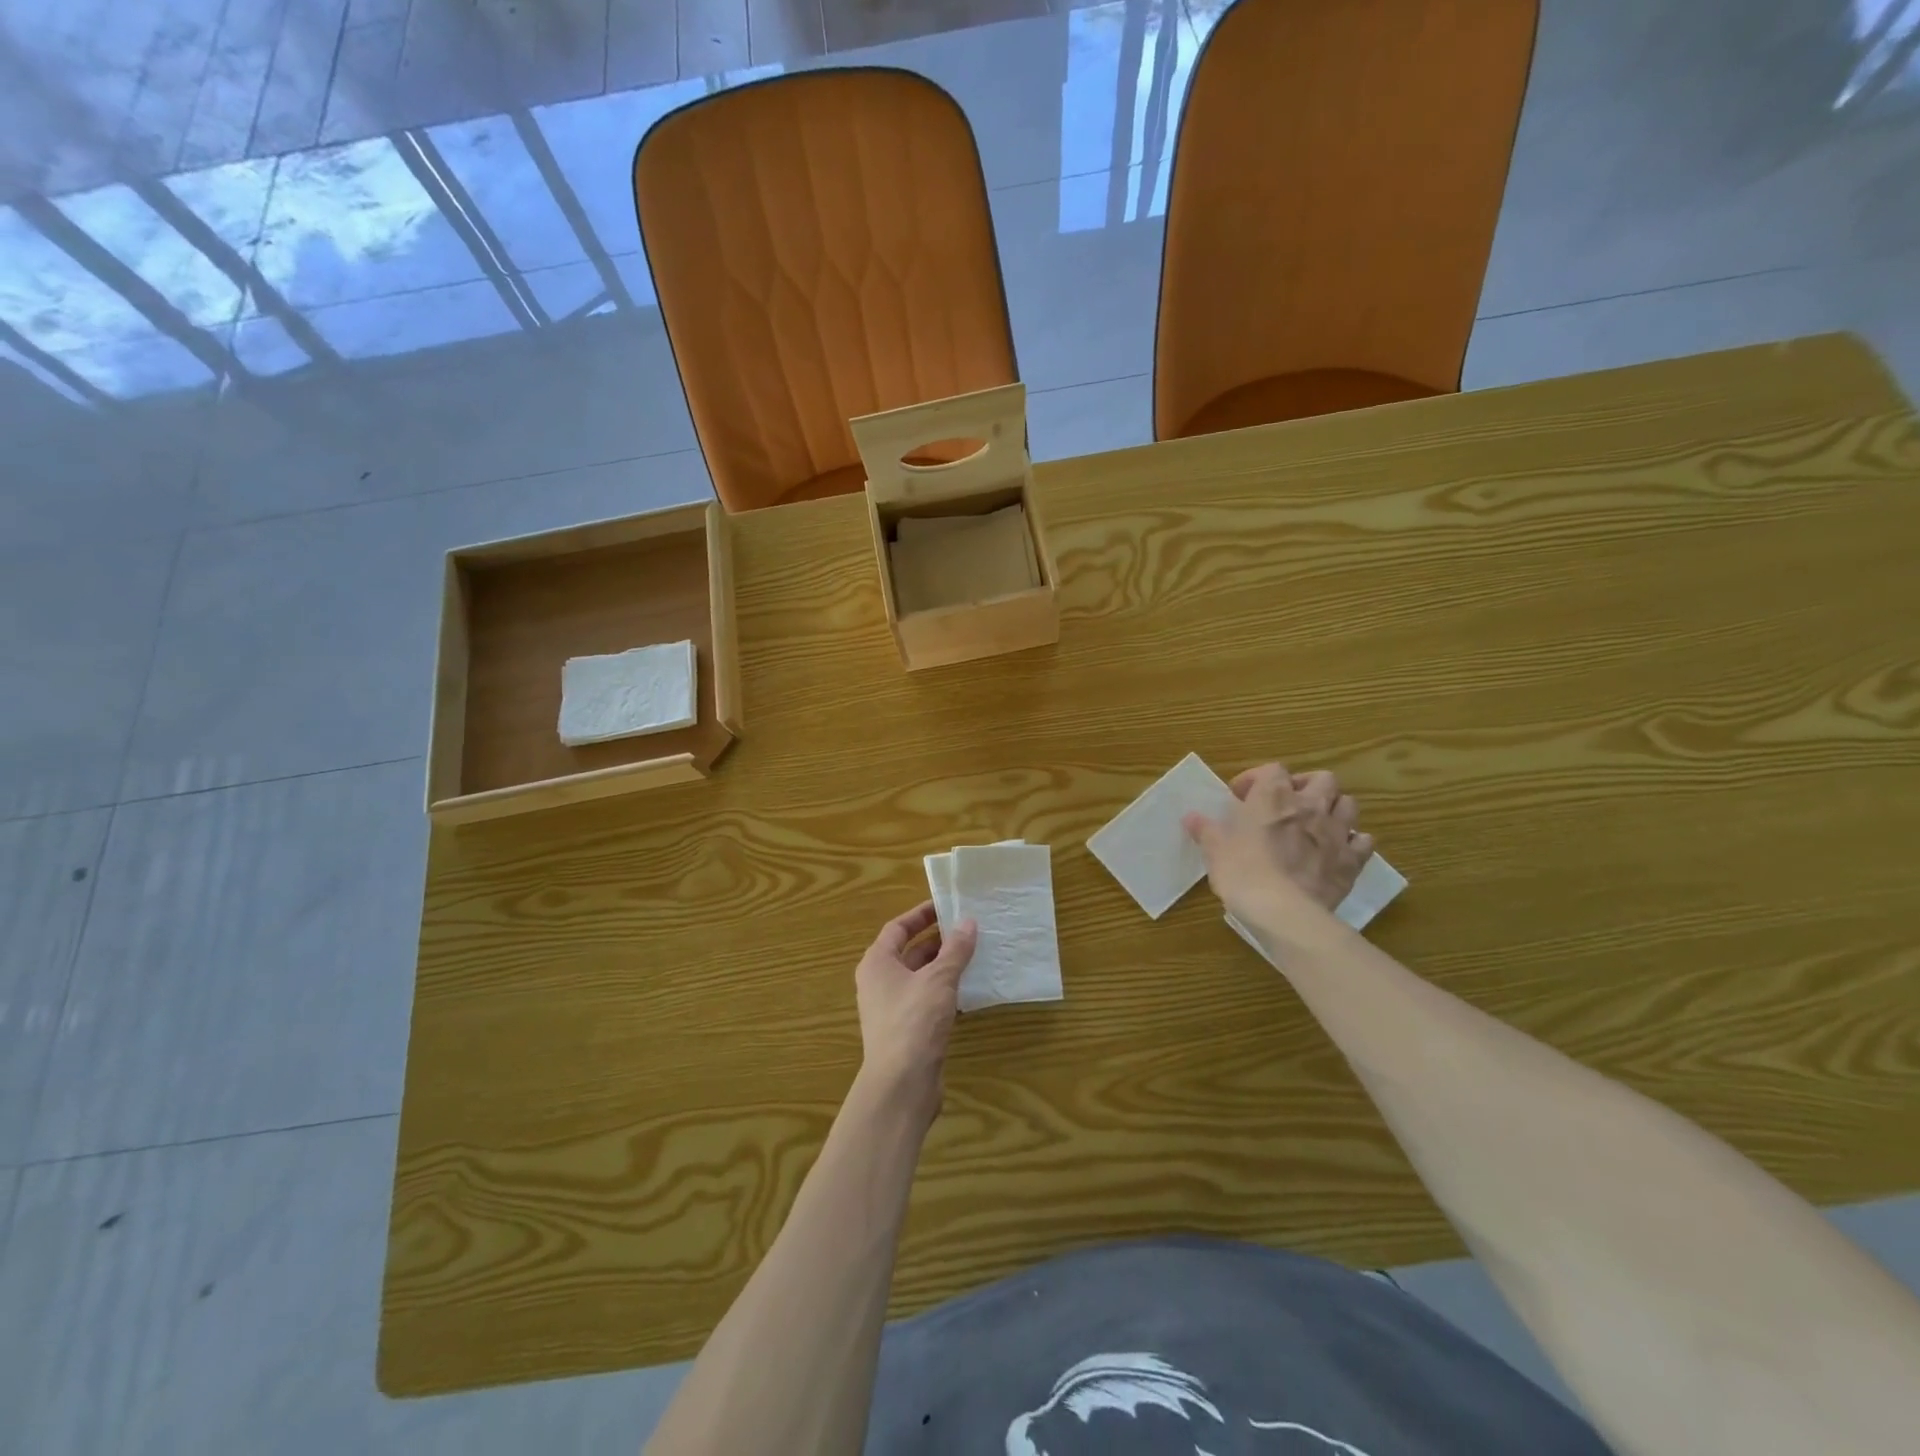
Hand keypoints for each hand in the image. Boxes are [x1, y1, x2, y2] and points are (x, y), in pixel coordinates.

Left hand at [854, 901, 977, 1115]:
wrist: (901, 1085)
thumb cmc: (914, 1021)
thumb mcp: (938, 979)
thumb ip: (955, 950)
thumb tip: (968, 922)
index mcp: (877, 963)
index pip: (897, 928)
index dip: (921, 915)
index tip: (946, 906)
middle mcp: (880, 982)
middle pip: (909, 952)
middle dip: (937, 941)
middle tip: (968, 929)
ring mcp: (892, 1008)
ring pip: (920, 978)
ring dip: (944, 967)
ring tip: (974, 955)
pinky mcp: (907, 1031)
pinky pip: (927, 1000)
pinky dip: (945, 991)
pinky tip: (969, 990)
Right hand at [1183, 765, 1374, 923]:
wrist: (1284, 911)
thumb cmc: (1243, 872)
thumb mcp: (1215, 850)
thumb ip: (1205, 830)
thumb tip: (1191, 816)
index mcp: (1273, 797)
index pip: (1272, 770)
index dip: (1257, 779)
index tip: (1241, 797)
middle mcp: (1310, 806)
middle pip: (1322, 779)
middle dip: (1306, 786)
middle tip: (1288, 804)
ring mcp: (1336, 832)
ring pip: (1348, 804)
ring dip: (1334, 808)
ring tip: (1317, 823)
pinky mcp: (1353, 860)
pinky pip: (1363, 841)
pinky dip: (1354, 842)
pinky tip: (1339, 851)